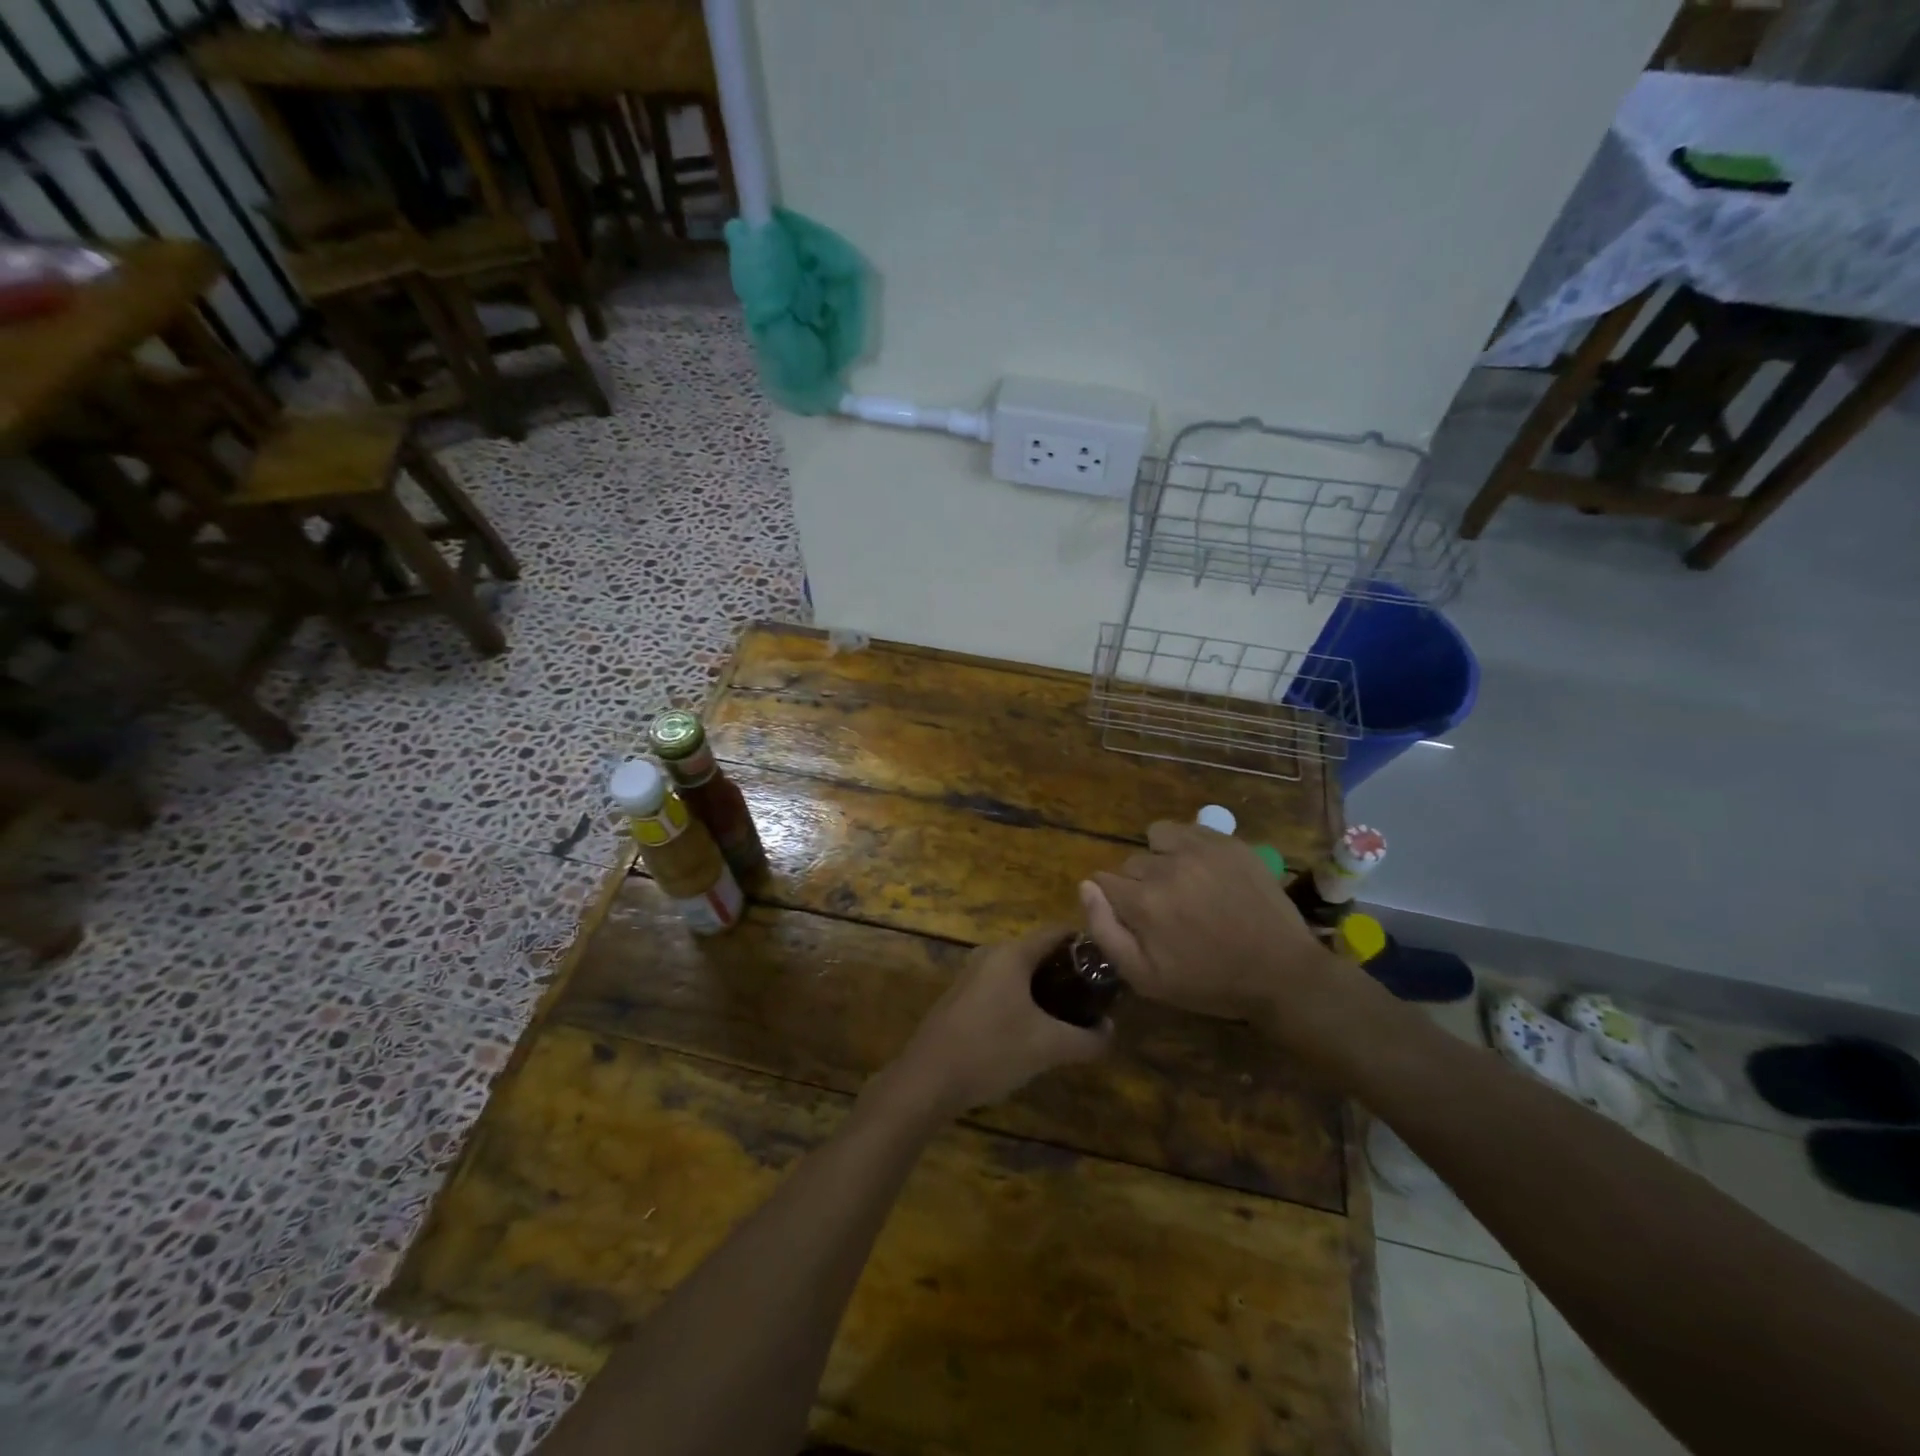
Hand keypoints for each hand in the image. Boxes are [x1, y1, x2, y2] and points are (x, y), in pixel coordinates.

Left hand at [880, 924, 1109, 1117]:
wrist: (928, 1079)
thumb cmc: (991, 1050)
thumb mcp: (1048, 1047)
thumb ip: (1087, 1039)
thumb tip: (1110, 1032)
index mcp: (1011, 954)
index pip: (1057, 933)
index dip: (1086, 946)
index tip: (1109, 966)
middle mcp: (990, 955)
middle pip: (1038, 953)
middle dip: (1067, 973)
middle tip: (1094, 997)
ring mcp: (971, 976)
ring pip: (1018, 973)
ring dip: (1045, 990)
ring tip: (1070, 1017)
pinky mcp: (961, 999)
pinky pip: (1001, 989)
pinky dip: (1022, 1001)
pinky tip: (1033, 1031)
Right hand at [1082, 821, 1375, 1060]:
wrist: (1281, 972)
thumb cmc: (1208, 982)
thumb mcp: (1146, 978)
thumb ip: (1105, 931)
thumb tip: (1086, 887)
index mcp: (1143, 902)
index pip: (1103, 880)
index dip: (1114, 901)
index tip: (1135, 919)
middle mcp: (1166, 867)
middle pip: (1130, 863)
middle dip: (1139, 884)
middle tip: (1167, 911)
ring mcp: (1200, 849)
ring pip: (1156, 838)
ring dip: (1161, 857)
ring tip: (1183, 882)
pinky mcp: (1227, 842)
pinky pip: (1188, 829)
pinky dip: (1187, 845)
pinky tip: (1203, 871)